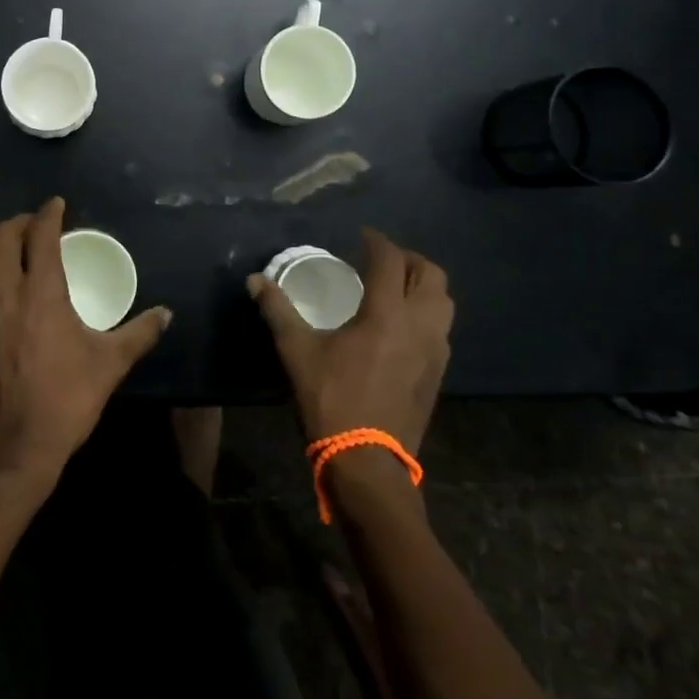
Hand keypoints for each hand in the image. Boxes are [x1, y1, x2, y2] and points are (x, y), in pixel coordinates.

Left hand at [0, 198, 172, 487]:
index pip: (41, 233)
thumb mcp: (110, 365)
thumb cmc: (65, 401)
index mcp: (42, 291)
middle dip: (18, 222)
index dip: (49, 213)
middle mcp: (3, 292)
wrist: (11, 451)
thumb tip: (166, 315)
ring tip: (10, 252)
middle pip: (0, 235)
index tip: (57, 206)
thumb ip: (139, 333)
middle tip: (33, 227)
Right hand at [250, 228, 453, 455]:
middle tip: (382, 260)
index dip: (376, 241)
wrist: (367, 463)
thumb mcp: (296, 351)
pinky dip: (427, 314)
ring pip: (444, 303)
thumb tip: (254, 280)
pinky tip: (402, 326)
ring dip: (423, 286)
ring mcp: (435, 352)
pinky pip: (442, 330)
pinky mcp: (438, 375)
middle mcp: (419, 326)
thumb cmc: (330, 400)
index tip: (361, 236)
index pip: (390, 260)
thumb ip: (277, 310)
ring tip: (396, 289)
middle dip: (408, 259)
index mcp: (386, 314)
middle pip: (431, 275)